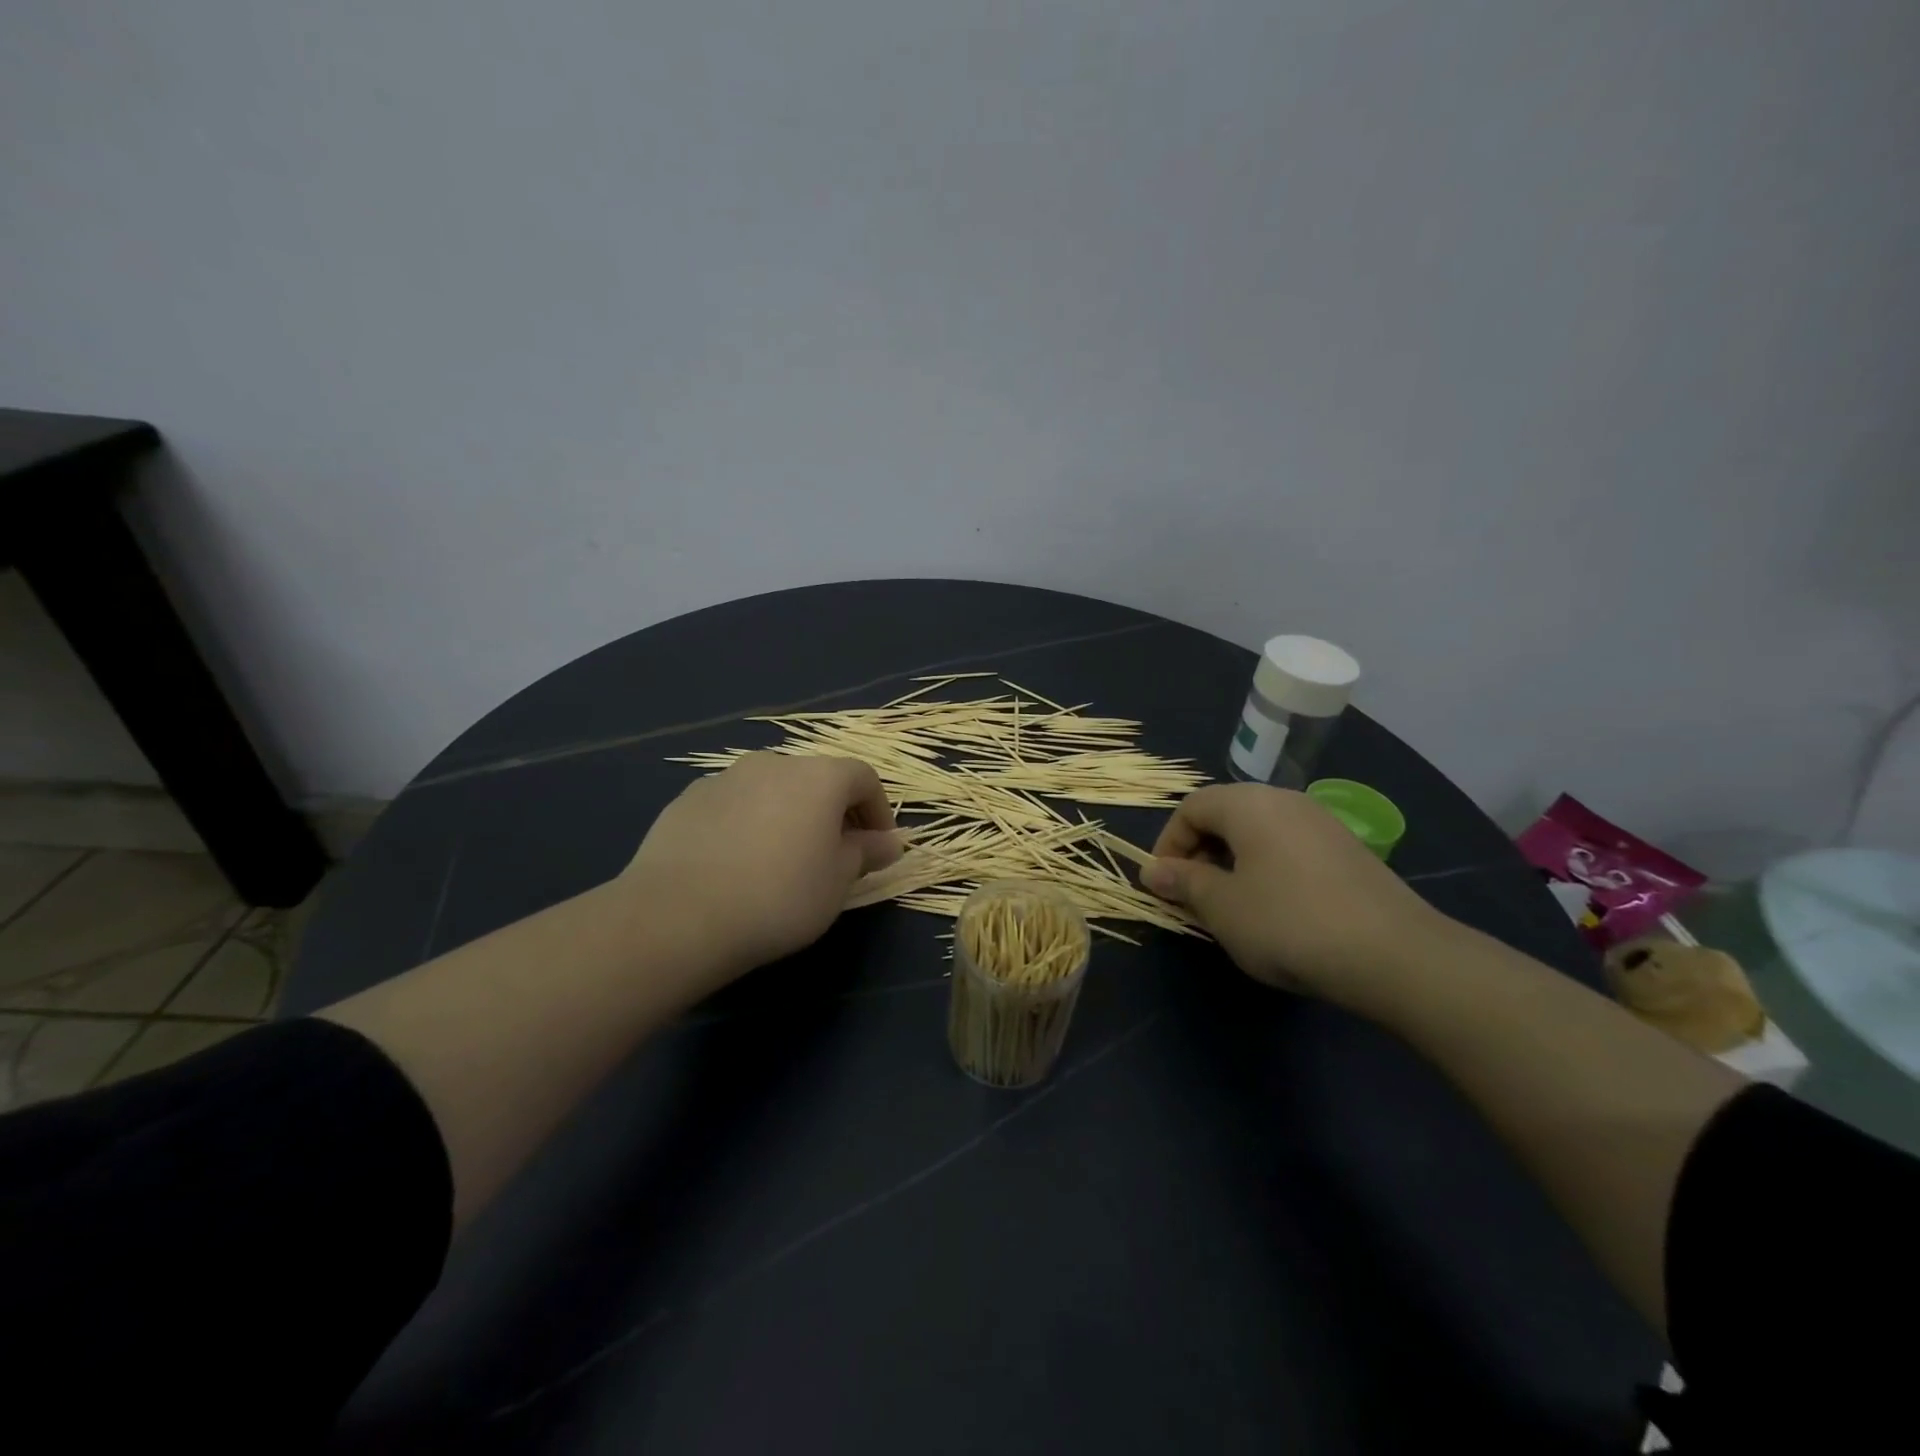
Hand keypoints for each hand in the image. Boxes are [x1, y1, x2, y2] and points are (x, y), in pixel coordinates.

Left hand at [625, 752, 901, 978]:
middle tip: (835, 855)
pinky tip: (738, 863)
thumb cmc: (779, 896)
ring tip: (783, 859)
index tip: (878, 847)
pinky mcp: (687, 799)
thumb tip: (889, 841)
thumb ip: (867, 853)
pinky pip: (734, 804)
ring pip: (772, 789)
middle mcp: (773, 763)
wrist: (678, 915)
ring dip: (789, 814)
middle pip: (817, 779)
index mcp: (819, 776)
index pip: (864, 778)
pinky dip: (748, 822)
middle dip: (833, 812)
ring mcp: (725, 777)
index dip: (879, 810)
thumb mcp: (838, 881)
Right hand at [1143, 784, 1444, 1005]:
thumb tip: (1155, 871)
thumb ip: (1184, 882)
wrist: (1395, 955)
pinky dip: (1267, 871)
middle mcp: (1285, 801)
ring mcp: (1322, 824)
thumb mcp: (1222, 907)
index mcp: (1248, 803)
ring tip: (1231, 909)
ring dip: (1232, 865)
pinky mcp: (1348, 851)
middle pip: (1225, 816)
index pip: (1191, 807)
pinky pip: (1289, 850)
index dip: (1168, 844)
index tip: (1163, 885)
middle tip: (1193, 899)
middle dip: (1199, 855)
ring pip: (1258, 834)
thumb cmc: (1288, 922)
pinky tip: (1275, 912)